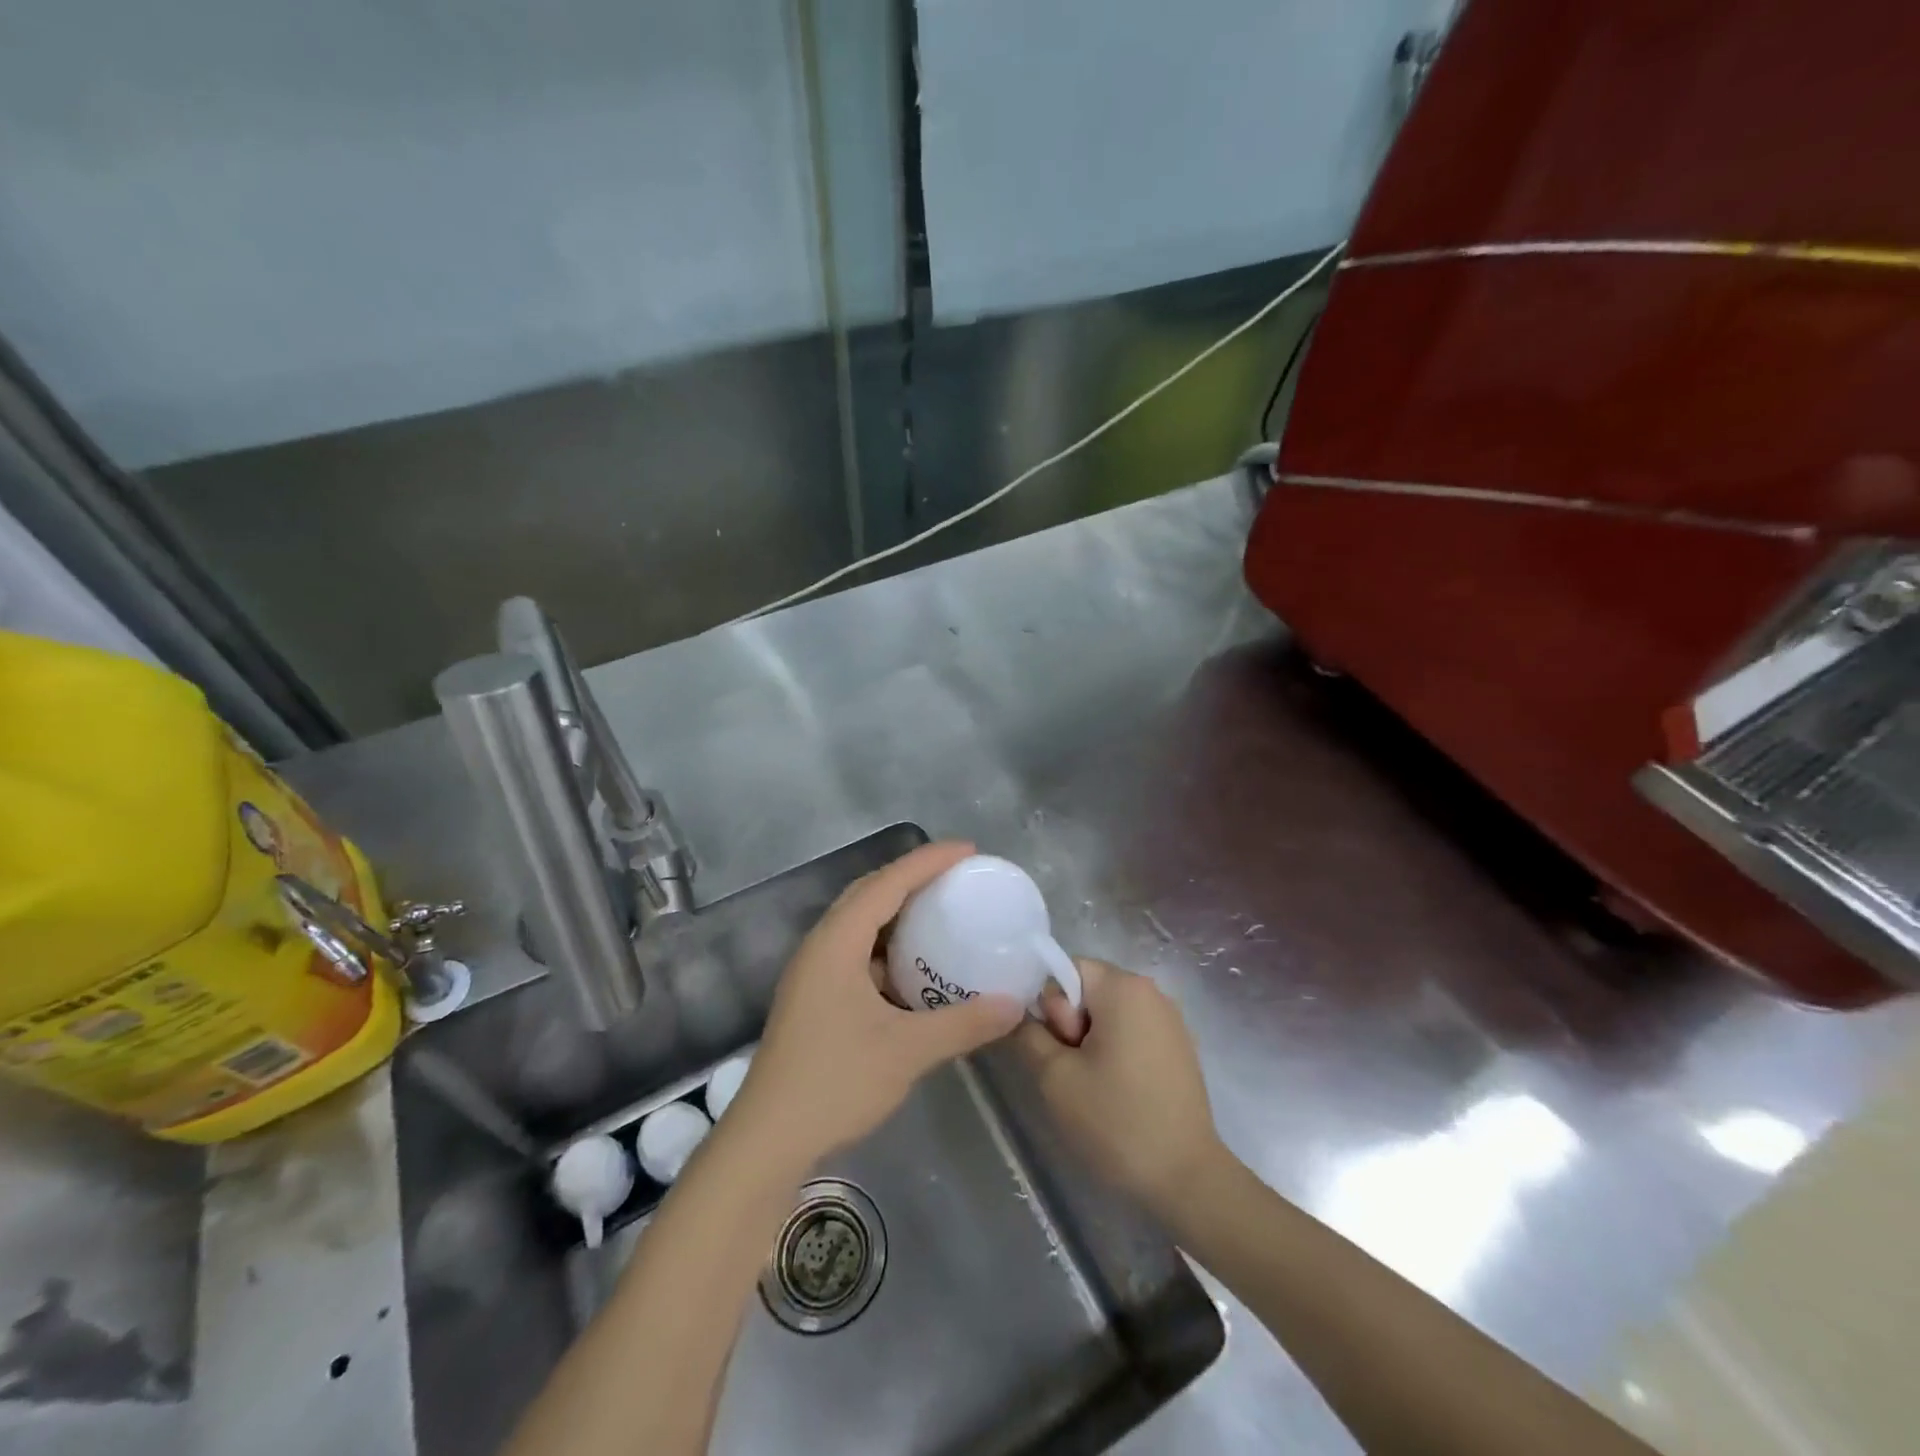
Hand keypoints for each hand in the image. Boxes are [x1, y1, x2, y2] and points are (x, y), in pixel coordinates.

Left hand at [732, 841, 1024, 1165]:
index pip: (887, 883)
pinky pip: (856, 953)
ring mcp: (813, 973)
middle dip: (912, 877)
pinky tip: (913, 969)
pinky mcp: (814, 998)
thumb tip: (1012, 1005)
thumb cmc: (835, 1082)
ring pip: (859, 924)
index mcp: (837, 943)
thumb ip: (963, 1023)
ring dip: (897, 912)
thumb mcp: (907, 1051)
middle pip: (869, 894)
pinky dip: (887, 947)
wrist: (768, 1138)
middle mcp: (821, 947)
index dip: (928, 861)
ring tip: (939, 913)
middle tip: (956, 877)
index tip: (968, 851)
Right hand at [1020, 958, 1223, 1215]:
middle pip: (1088, 990)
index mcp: (1124, 986)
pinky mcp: (1179, 1048)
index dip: (1052, 1006)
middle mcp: (1152, 991)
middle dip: (1071, 1025)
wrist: (1187, 1180)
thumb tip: (1022, 1013)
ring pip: (1109, 1014)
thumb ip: (1029, 1033)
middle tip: (1074, 1072)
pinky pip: (1132, 1033)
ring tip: (1095, 1088)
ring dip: (1092, 1043)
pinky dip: (1116, 1054)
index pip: (1067, 969)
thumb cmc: (1116, 1121)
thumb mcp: (1054, 1077)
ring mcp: (1171, 1020)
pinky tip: (1119, 1095)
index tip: (1063, 1049)